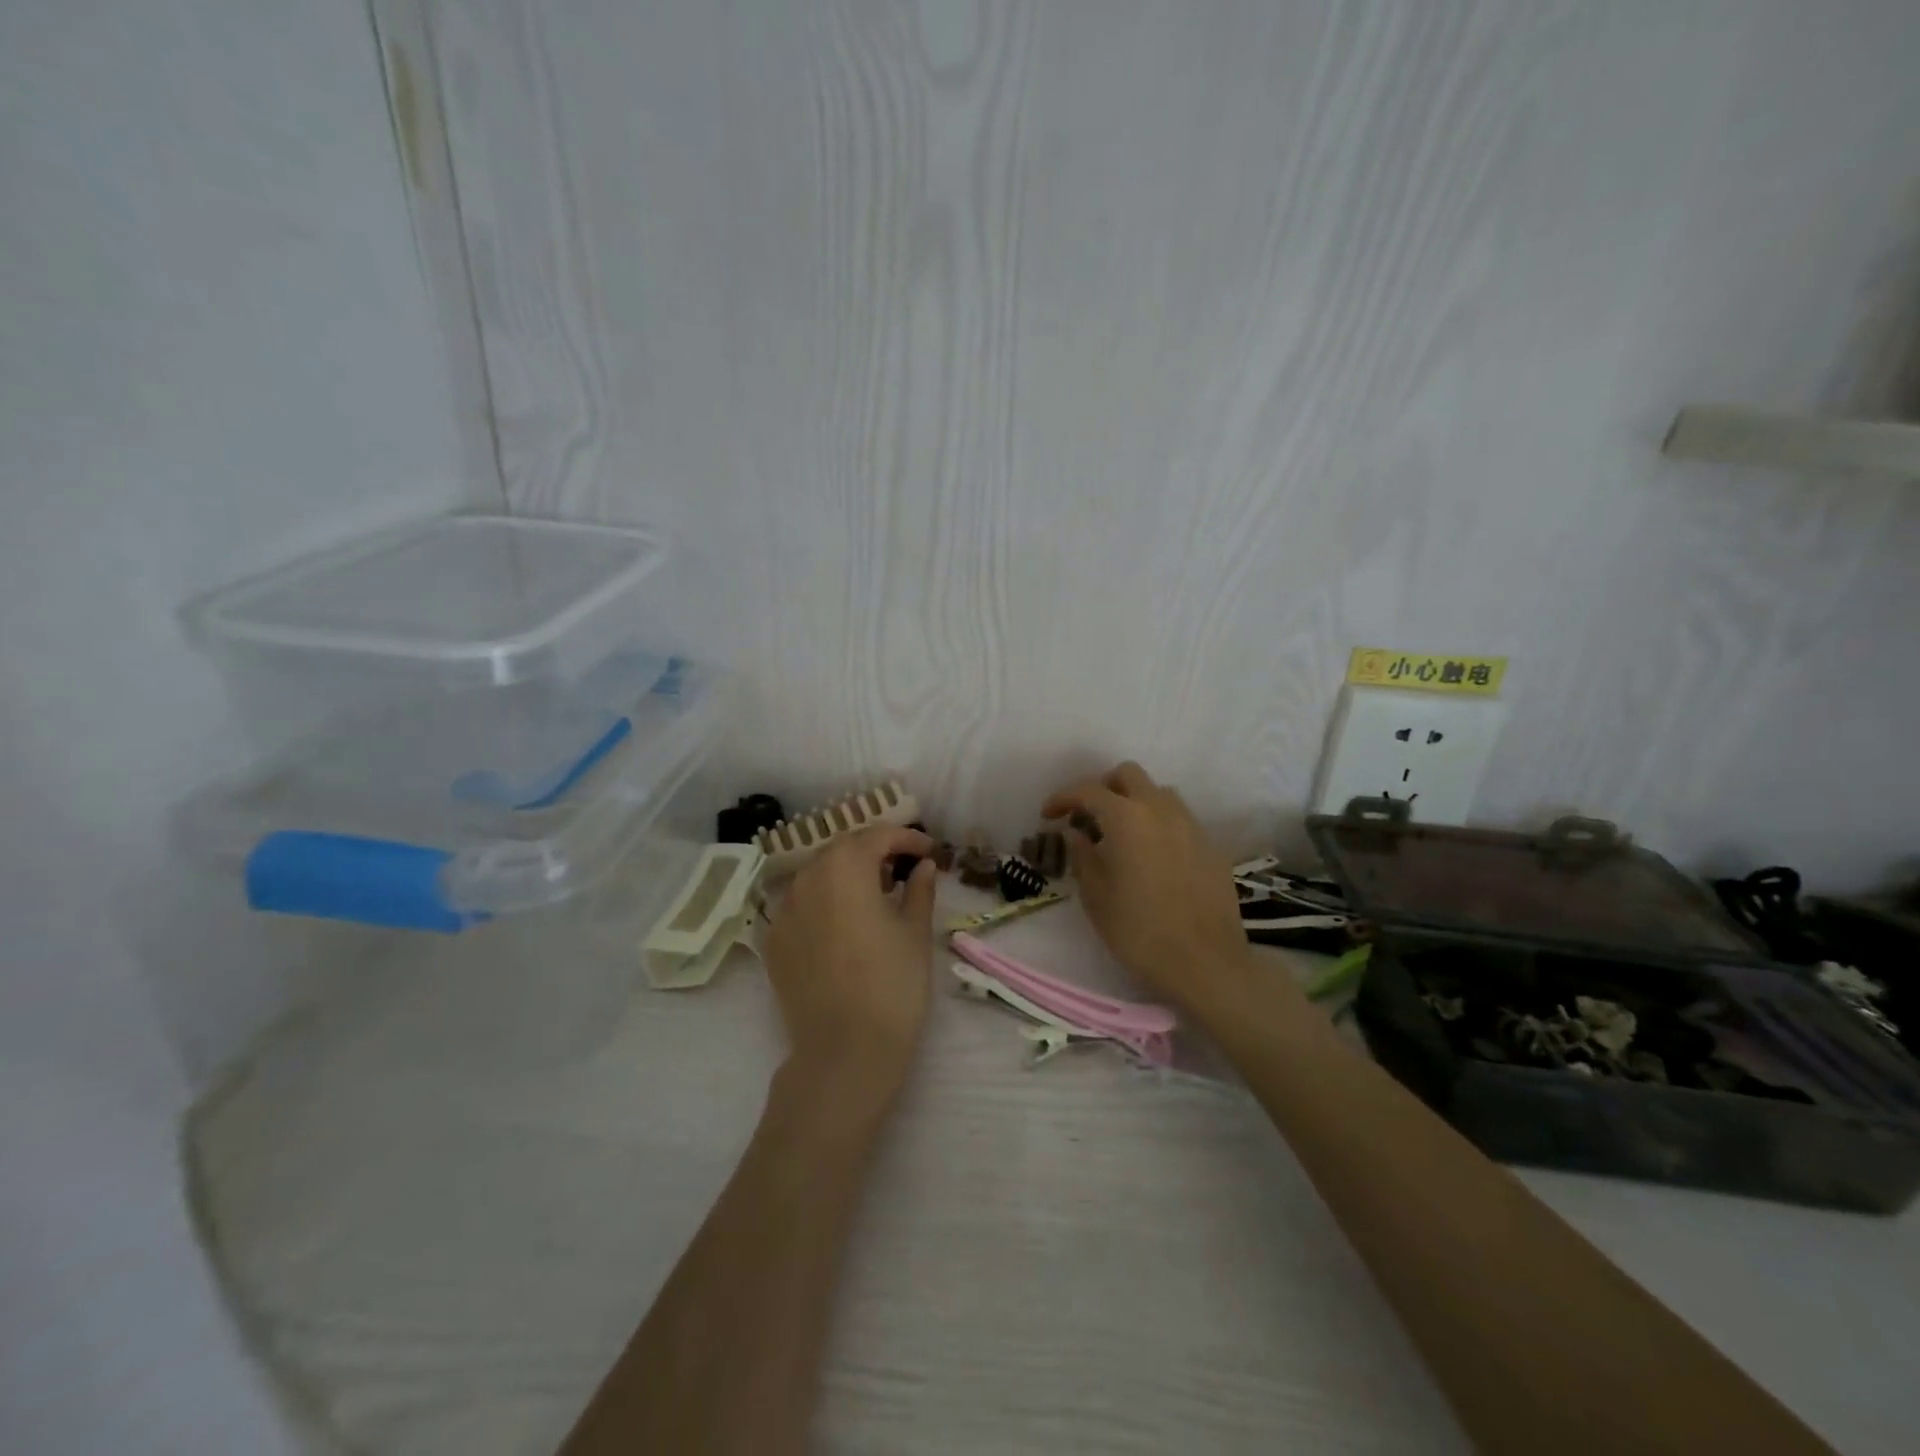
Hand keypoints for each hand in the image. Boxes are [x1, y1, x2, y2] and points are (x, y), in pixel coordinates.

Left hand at [763, 824, 938, 1109]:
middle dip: (874, 852)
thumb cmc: (892, 984)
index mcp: (845, 867)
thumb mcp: (915, 931)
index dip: (906, 838)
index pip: (877, 836)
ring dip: (846, 875)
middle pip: (843, 850)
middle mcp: (807, 878)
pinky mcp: (772, 941)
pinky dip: (824, 902)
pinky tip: (844, 925)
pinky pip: (801, 905)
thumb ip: (919, 889)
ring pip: (818, 875)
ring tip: (874, 896)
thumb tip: (922, 866)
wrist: (844, 1051)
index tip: (928, 850)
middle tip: (903, 869)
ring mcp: (783, 910)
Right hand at [1042, 761, 1260, 1016]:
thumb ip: (1082, 855)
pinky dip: (1158, 824)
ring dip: (1134, 802)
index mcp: (1127, 818)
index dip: (1063, 798)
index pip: (1088, 791)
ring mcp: (1191, 825)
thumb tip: (1078, 833)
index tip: (1048, 815)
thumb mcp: (1096, 896)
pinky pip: (1179, 819)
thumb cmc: (1139, 932)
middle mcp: (1161, 810)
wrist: (1205, 964)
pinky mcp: (1211, 846)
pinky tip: (1151, 856)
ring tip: (1120, 835)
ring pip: (1158, 793)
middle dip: (1102, 787)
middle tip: (1087, 816)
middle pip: (1128, 775)